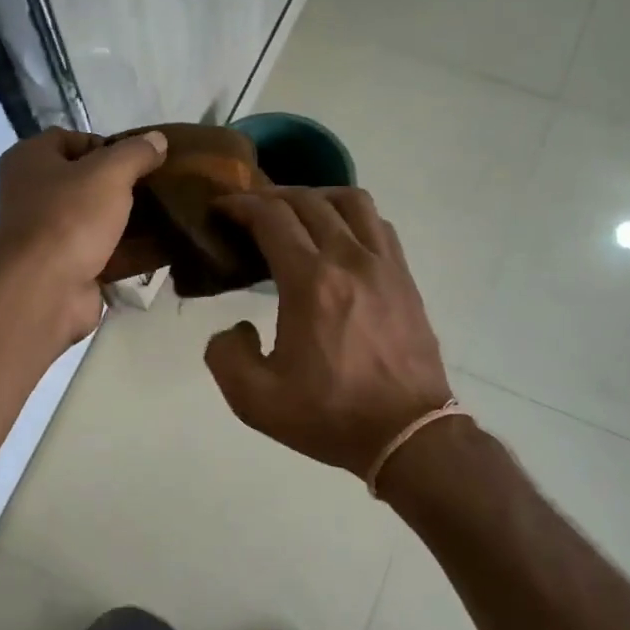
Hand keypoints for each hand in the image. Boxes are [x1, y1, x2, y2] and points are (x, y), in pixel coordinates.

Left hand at [0, 128, 166, 344]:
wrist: (44, 290)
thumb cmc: (69, 218)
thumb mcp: (109, 173)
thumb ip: (136, 153)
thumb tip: (157, 139)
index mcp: (29, 160)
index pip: (68, 138)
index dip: (104, 143)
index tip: (138, 158)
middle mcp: (30, 194)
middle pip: (83, 180)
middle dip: (120, 184)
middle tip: (156, 186)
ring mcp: (45, 234)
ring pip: (94, 218)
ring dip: (126, 219)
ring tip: (165, 213)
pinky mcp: (63, 267)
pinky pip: (101, 252)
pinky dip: (126, 251)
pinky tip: (159, 247)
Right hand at [204, 188, 452, 479]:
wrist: (408, 434)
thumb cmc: (331, 416)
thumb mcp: (256, 400)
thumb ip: (225, 355)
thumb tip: (235, 327)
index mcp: (311, 282)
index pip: (271, 218)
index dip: (240, 205)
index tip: (221, 208)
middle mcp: (349, 259)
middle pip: (308, 201)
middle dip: (271, 195)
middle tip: (249, 210)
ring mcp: (384, 265)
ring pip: (351, 201)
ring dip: (316, 196)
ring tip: (296, 213)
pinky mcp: (405, 278)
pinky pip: (378, 225)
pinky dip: (352, 216)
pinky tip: (339, 236)